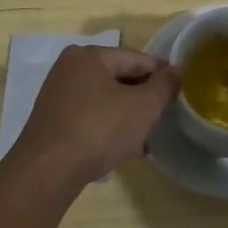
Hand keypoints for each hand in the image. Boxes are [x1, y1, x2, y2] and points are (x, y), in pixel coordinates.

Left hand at [10, 46, 178, 191]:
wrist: (47, 172)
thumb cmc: (98, 130)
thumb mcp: (142, 107)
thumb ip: (164, 86)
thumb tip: (175, 72)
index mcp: (89, 55)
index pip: (136, 58)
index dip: (161, 74)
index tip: (180, 91)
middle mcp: (69, 68)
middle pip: (119, 77)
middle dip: (143, 98)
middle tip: (163, 117)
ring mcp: (57, 95)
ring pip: (105, 99)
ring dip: (127, 115)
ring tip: (145, 138)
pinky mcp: (52, 120)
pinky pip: (89, 115)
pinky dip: (107, 126)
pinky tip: (121, 148)